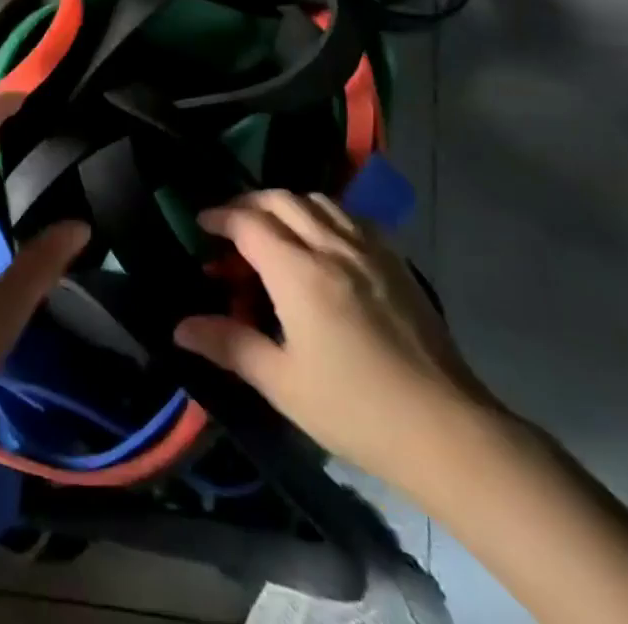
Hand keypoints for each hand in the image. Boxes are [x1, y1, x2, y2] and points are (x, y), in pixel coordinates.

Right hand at [174, 190, 501, 497]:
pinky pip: (350, 216)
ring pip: (318, 200)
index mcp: (298, 272)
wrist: (446, 428)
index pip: (248, 222)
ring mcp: (368, 248)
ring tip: (274, 230)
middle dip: (249, 203)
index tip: (201, 225)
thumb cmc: (355, 409)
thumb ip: (230, 345)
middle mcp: (331, 245)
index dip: (220, 217)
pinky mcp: (396, 259)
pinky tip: (323, 242)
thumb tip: (181, 327)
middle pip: (281, 199)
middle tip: (231, 225)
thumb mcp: (283, 383)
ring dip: (287, 204)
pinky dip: (324, 214)